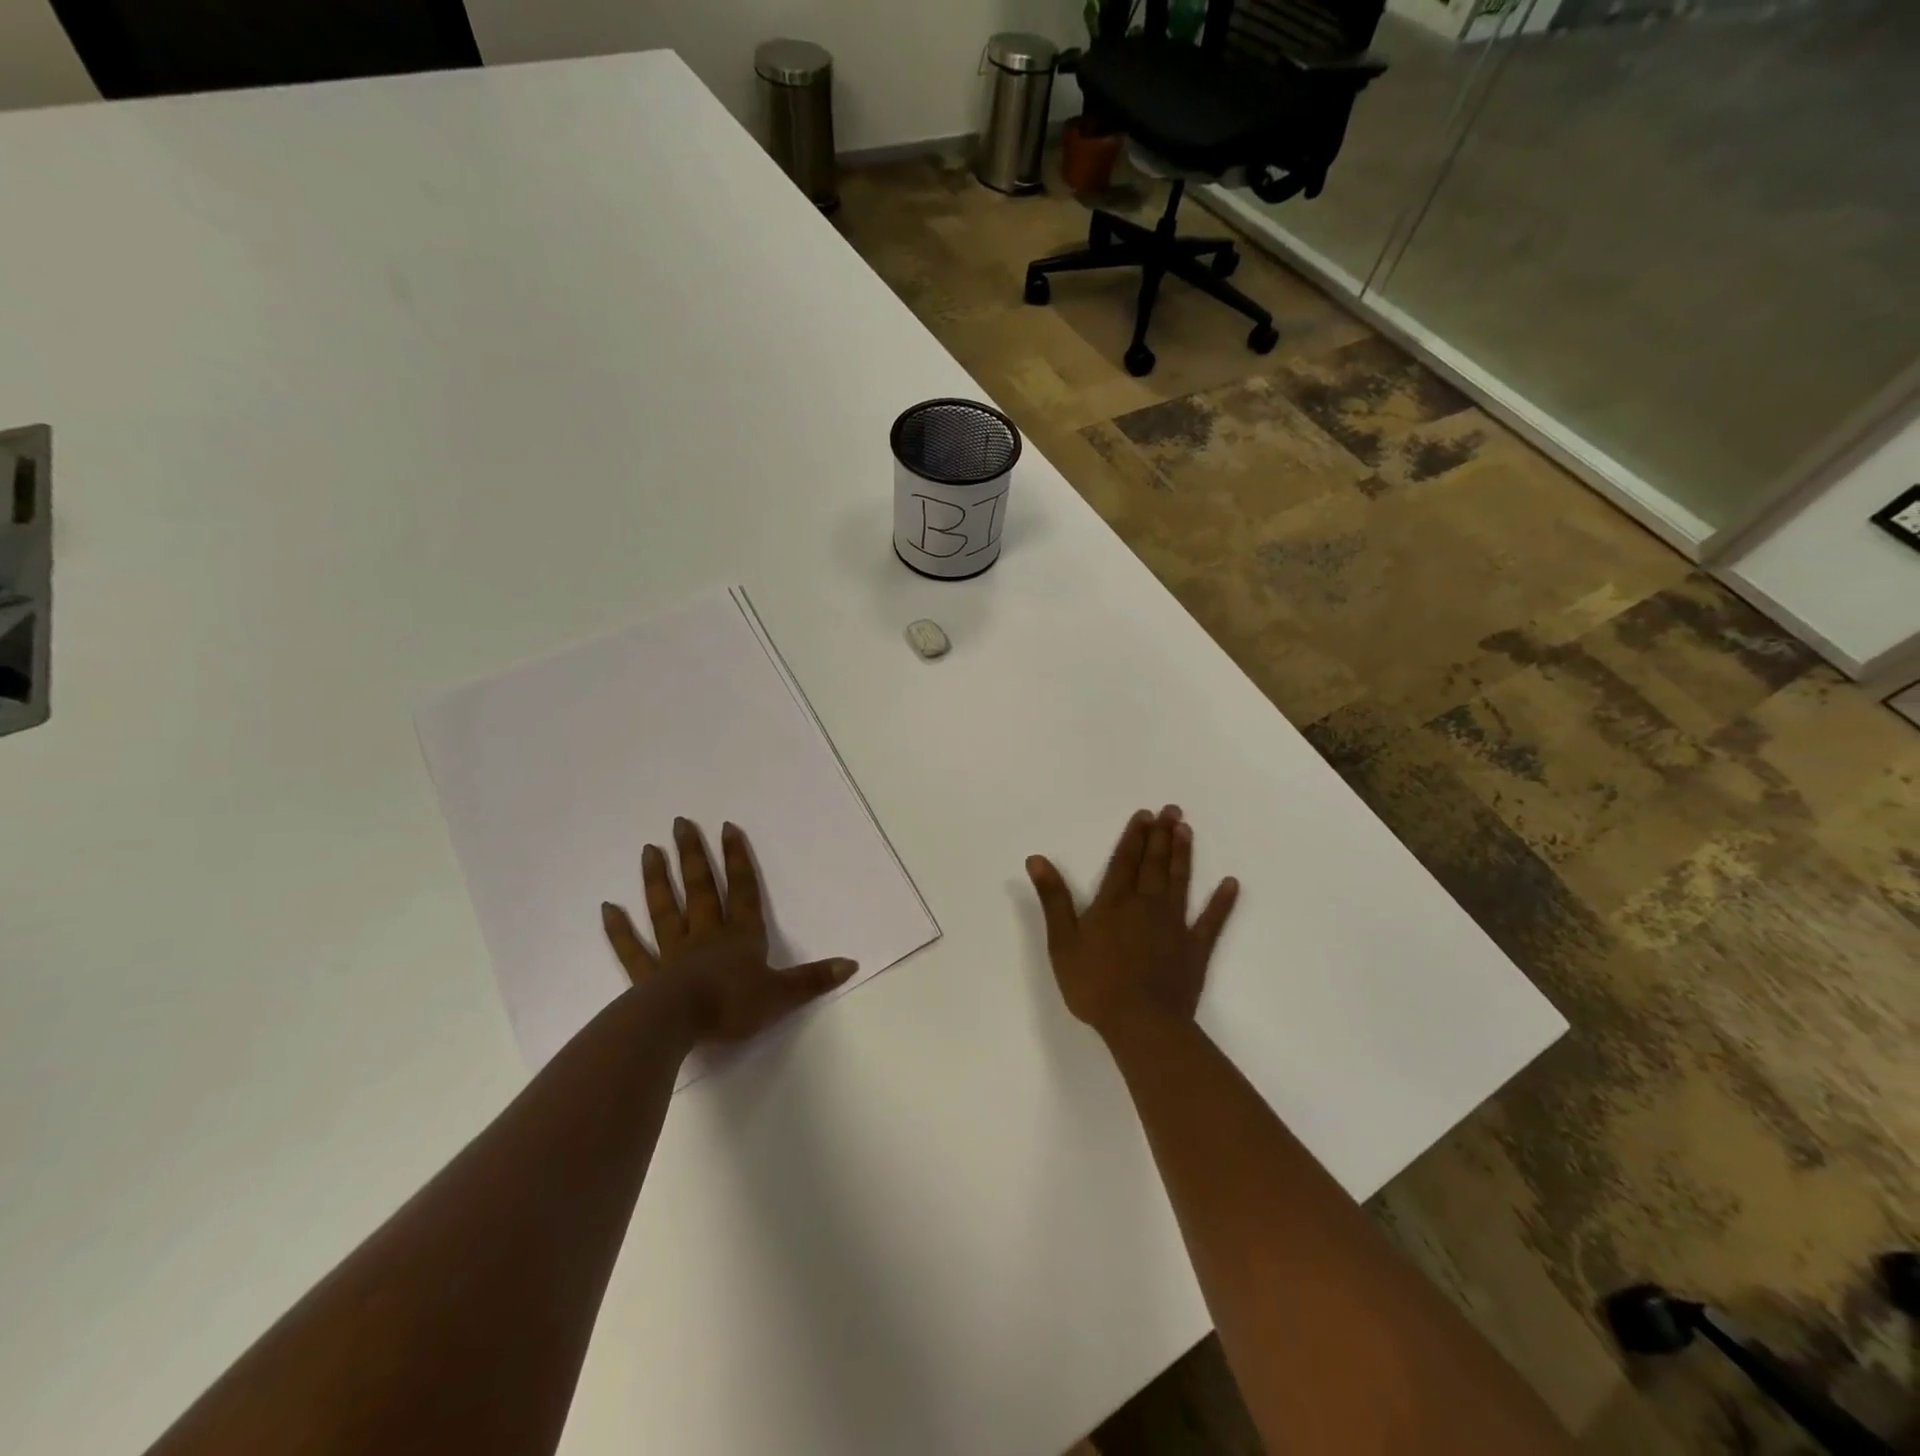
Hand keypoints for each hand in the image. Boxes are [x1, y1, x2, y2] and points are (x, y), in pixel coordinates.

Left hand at [601, 817, 856, 1044]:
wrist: (679, 1024)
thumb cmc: (733, 1006)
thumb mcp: (782, 995)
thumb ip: (813, 979)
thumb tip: (851, 963)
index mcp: (740, 936)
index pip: (742, 890)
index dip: (738, 859)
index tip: (727, 827)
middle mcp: (706, 935)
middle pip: (701, 888)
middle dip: (694, 855)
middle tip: (680, 823)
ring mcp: (673, 953)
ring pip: (666, 909)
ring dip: (658, 880)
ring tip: (649, 849)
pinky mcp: (647, 976)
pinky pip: (632, 949)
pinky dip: (619, 930)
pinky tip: (608, 908)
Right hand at [1026, 805, 1238, 1042]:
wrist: (1142, 1023)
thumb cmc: (1095, 984)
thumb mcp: (1063, 941)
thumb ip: (1054, 898)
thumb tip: (1037, 859)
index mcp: (1114, 903)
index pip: (1124, 861)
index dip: (1133, 837)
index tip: (1144, 814)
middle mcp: (1146, 905)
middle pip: (1154, 864)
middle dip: (1161, 836)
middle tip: (1172, 809)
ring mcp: (1174, 926)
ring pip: (1180, 882)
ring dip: (1183, 855)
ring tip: (1187, 830)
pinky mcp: (1195, 949)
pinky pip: (1211, 921)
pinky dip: (1221, 902)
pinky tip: (1231, 884)